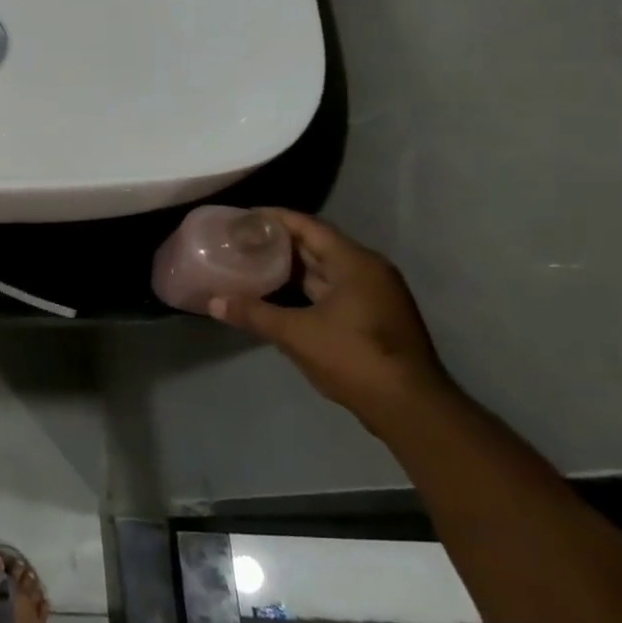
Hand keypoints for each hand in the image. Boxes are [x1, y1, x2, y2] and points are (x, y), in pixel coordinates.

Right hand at [207, 209, 456, 423]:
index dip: (275, 218)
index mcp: (355, 264)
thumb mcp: (296, 334)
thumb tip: (214, 302)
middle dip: (279, 241)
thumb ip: (253, 313)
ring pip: (323, 270)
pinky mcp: (371, 317)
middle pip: (317, 245)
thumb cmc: (354, 358)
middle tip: (241, 239)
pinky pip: (330, 290)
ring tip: (251, 263)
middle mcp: (367, 271)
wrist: (408, 406)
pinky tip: (275, 295)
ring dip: (290, 266)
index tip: (243, 216)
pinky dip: (303, 288)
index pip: (310, 227)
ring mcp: (372, 295)